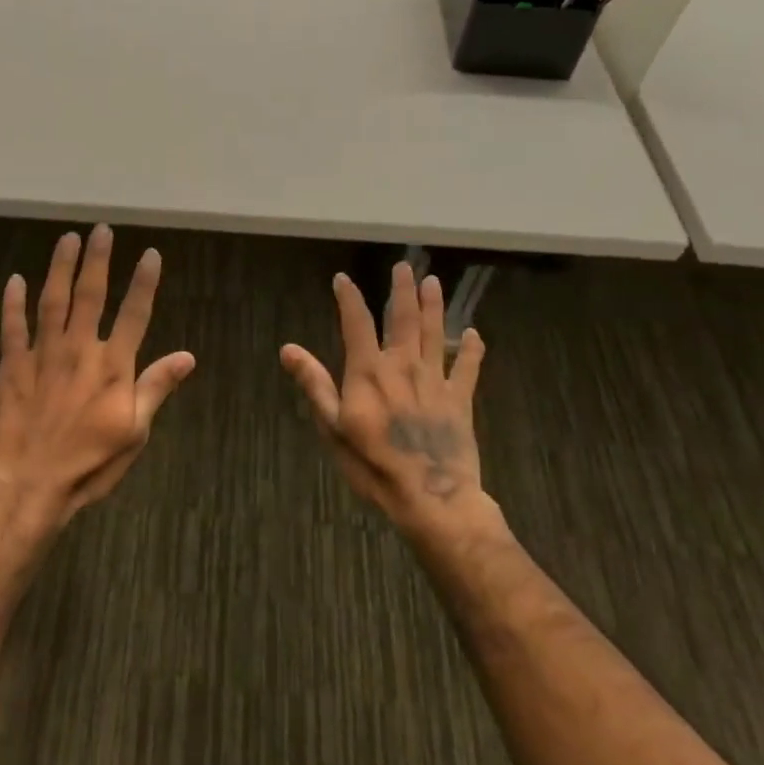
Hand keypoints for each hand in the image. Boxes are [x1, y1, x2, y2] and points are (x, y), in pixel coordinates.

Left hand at [0, 225, 194, 533]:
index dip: (144, 282)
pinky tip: (14, 279)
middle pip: (91, 295)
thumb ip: (156, 388)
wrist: (29, 484)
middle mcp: (79, 349)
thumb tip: (187, 356)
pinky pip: (12, 326)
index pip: (134, 313)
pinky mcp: (12, 365)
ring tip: (67, 239)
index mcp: (113, 366)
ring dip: (60, 267)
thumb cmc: (89, 464)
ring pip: (52, 300)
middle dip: (98, 260)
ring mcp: (42, 354)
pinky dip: (12, 302)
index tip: (150, 254)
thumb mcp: (134, 432)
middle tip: (101, 229)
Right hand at [280, 262, 500, 541]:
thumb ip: (314, 384)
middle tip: (405, 267)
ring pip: (436, 334)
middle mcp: (403, 366)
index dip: (349, 298)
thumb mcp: (332, 427)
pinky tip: (475, 334)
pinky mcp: (460, 400)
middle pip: (404, 319)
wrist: (431, 497)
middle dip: (402, 290)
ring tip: (434, 282)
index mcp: (369, 372)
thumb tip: (288, 349)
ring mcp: (435, 381)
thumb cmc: (373, 465)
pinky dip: (472, 350)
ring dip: (434, 306)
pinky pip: (467, 368)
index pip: (357, 324)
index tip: (343, 279)